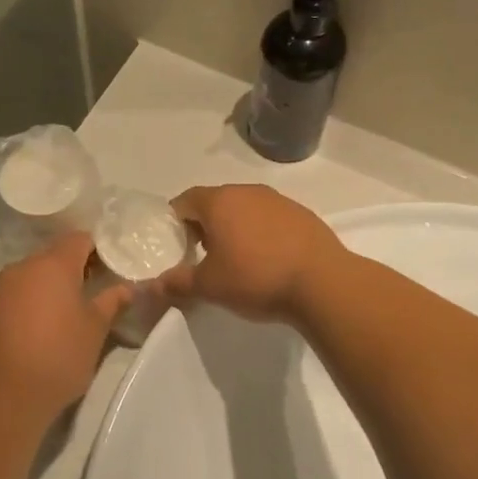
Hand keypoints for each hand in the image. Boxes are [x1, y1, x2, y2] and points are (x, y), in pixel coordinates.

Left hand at [0, 234, 130, 418]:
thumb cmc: (60, 356)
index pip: (79, 239)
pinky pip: (14, 296)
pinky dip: (29, 304)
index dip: (98, 250)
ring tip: (66, 315)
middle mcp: (22, 268)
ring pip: (31, 277)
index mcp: (53, 265)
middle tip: (93, 294)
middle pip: (53, 256)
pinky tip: (39, 330)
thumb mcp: (95, 329)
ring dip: (49, 288)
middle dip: (74, 269)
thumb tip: (127, 287)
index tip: (110, 270)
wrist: (5, 396)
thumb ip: (112, 301)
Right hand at [159, 184, 346, 324]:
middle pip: (216, 202)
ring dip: (235, 228)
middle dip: (205, 225)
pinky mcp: (303, 214)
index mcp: (219, 201)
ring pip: (245, 209)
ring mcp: (279, 200)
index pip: (185, 200)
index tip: (176, 246)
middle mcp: (248, 192)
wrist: (322, 283)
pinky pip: (271, 219)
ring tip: (237, 260)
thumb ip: (178, 282)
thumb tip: (155, 285)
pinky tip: (268, 259)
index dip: (175, 221)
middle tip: (202, 255)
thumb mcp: (210, 286)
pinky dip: (262, 233)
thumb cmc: (256, 279)